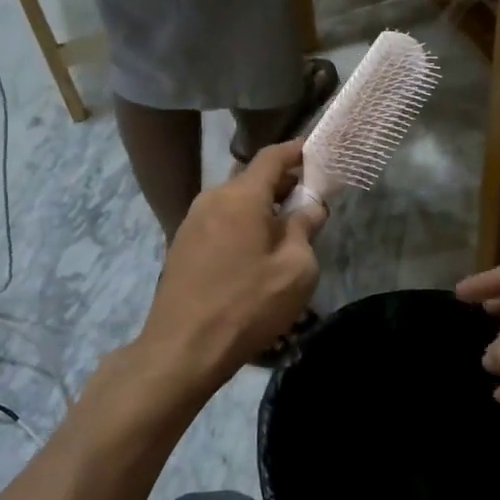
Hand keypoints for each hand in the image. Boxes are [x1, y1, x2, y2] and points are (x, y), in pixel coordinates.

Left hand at [139, 141, 319, 393]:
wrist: (183, 348)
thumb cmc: (248, 304)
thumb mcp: (295, 269)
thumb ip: (305, 228)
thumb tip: (310, 206)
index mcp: (242, 196)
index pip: (272, 156)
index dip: (297, 151)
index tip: (317, 154)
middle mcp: (213, 198)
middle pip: (252, 178)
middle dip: (282, 184)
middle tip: (309, 201)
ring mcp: (192, 221)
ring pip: (235, 201)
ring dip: (261, 207)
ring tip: (284, 231)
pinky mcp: (182, 245)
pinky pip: (220, 221)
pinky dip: (242, 224)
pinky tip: (254, 252)